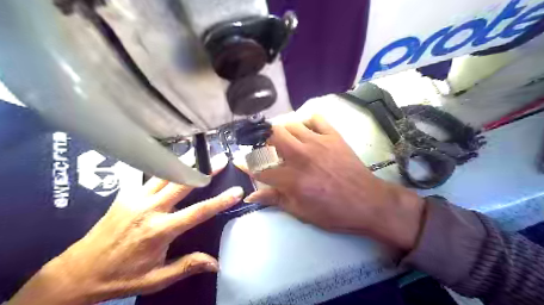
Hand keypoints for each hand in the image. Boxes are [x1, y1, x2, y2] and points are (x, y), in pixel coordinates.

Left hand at [9, 155, 243, 304]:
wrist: (77, 272)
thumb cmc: (121, 277)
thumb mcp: (156, 279)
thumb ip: (187, 266)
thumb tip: (216, 263)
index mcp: (160, 230)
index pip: (198, 212)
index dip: (220, 201)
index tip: (237, 191)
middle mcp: (150, 209)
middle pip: (183, 183)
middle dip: (205, 170)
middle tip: (221, 159)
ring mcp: (136, 199)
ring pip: (166, 173)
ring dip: (186, 163)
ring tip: (201, 153)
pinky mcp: (126, 195)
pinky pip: (150, 176)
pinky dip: (165, 166)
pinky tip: (174, 161)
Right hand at [241, 115, 423, 250]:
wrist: (368, 202)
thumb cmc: (334, 212)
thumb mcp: (301, 212)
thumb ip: (275, 200)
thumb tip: (251, 195)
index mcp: (293, 179)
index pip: (260, 167)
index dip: (246, 163)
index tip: (239, 160)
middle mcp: (302, 156)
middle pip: (273, 135)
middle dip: (264, 139)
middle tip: (267, 147)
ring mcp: (318, 143)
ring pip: (291, 124)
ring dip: (283, 130)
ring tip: (285, 140)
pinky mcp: (333, 136)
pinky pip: (316, 118)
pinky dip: (307, 121)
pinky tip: (306, 131)